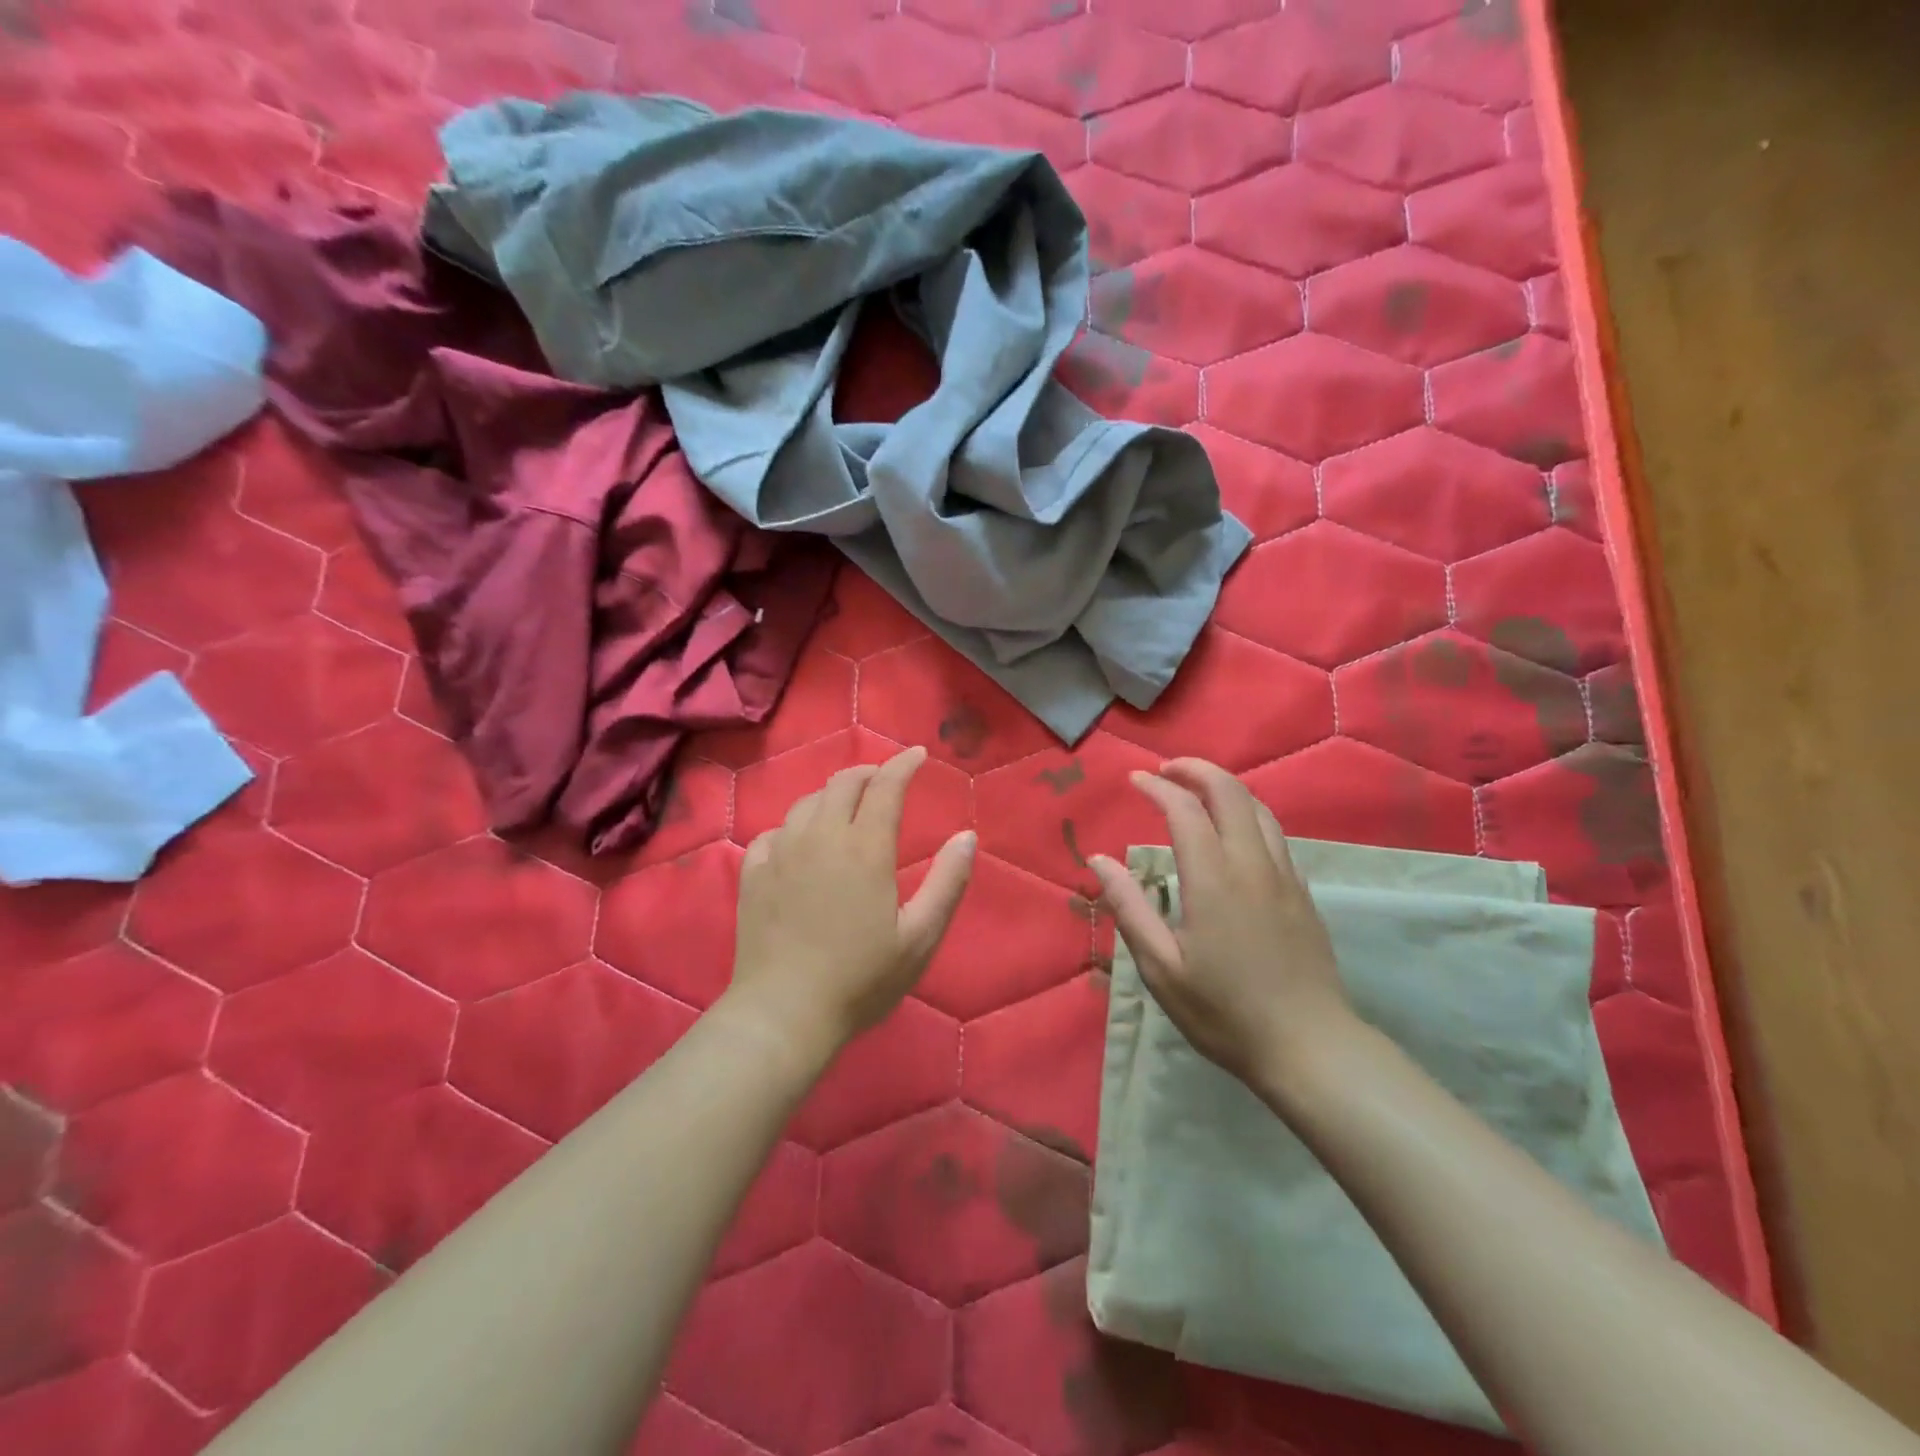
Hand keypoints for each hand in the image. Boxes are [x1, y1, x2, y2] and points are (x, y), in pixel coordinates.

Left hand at [728, 746, 976, 1062]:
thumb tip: (967, 836)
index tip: (918, 755)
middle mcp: (821, 837)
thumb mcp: (919, 937)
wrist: (783, 1012)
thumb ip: (947, 882)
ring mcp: (781, 852)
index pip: (886, 787)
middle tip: (885, 779)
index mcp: (865, 848)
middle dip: (869, 772)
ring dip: (832, 794)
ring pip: (807, 802)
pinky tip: (799, 841)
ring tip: (846, 806)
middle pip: (843, 783)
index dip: (904, 765)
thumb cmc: (860, 979)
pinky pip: (774, 831)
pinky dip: (795, 825)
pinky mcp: (753, 873)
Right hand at [1089, 758, 1354, 1089]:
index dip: (1158, 787)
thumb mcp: (1162, 968)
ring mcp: (1284, 877)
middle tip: (1166, 770)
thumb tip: (1099, 860)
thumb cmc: (1224, 1012)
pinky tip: (1234, 832)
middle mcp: (1252, 865)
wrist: (1310, 1047)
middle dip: (1196, 770)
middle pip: (1230, 792)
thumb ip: (1129, 908)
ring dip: (1225, 787)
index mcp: (1213, 880)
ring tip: (1197, 789)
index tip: (1134, 780)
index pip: (1185, 810)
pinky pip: (1274, 834)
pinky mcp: (1302, 893)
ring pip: (1258, 809)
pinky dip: (1247, 814)